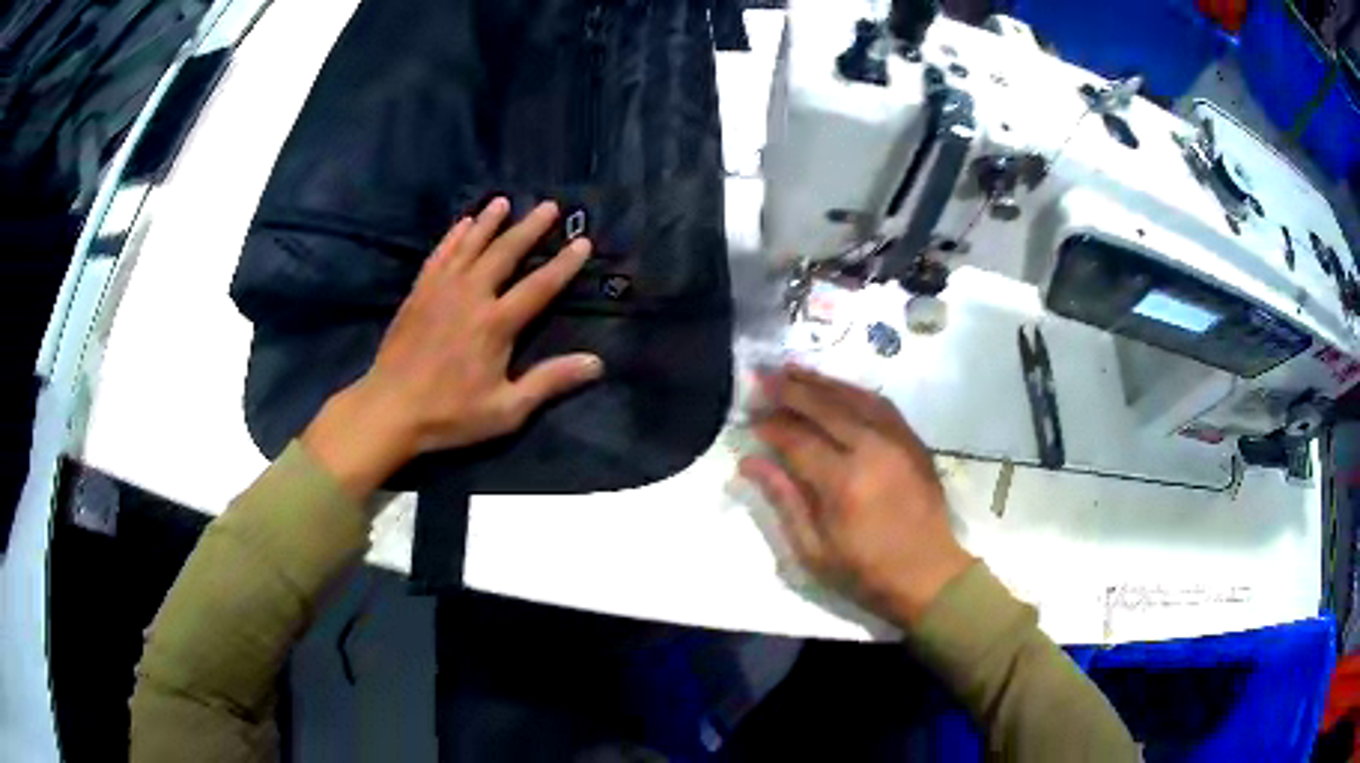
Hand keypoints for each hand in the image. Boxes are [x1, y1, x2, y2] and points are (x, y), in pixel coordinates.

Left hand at [302, 198, 602, 499]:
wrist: (390, 410)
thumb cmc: (450, 414)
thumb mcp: (506, 410)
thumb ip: (549, 382)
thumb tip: (596, 363)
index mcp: (496, 323)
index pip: (539, 285)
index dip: (564, 263)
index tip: (583, 241)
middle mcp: (471, 295)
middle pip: (505, 253)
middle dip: (530, 228)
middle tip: (549, 206)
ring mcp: (441, 289)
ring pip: (470, 245)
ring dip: (489, 222)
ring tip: (504, 202)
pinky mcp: (419, 293)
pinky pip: (440, 254)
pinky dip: (453, 236)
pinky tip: (462, 223)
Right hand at [740, 365, 972, 625]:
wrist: (929, 576)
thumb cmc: (866, 572)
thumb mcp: (813, 550)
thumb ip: (783, 499)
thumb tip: (749, 462)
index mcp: (844, 482)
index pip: (798, 439)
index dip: (771, 426)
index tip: (751, 420)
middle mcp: (872, 449)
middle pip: (825, 406)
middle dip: (790, 390)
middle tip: (763, 377)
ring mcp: (898, 440)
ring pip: (854, 396)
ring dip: (821, 381)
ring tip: (792, 370)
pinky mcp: (914, 441)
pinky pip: (881, 404)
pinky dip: (853, 391)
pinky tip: (836, 387)